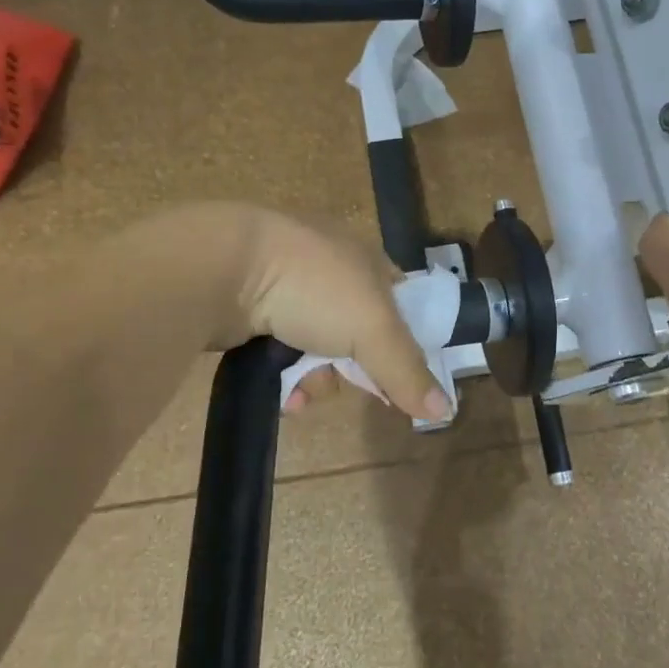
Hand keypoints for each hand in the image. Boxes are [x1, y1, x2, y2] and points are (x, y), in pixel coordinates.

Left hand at [164, 203, 446, 420]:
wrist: (221, 266)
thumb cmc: (311, 286)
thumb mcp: (372, 328)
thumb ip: (407, 370)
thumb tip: (446, 409)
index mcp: (364, 258)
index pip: (400, 299)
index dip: (407, 338)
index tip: (402, 376)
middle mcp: (329, 268)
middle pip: (359, 332)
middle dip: (356, 367)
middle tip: (354, 387)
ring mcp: (287, 287)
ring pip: (319, 348)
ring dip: (317, 378)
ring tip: (301, 394)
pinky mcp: (251, 308)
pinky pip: (281, 350)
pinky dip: (285, 374)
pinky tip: (281, 393)